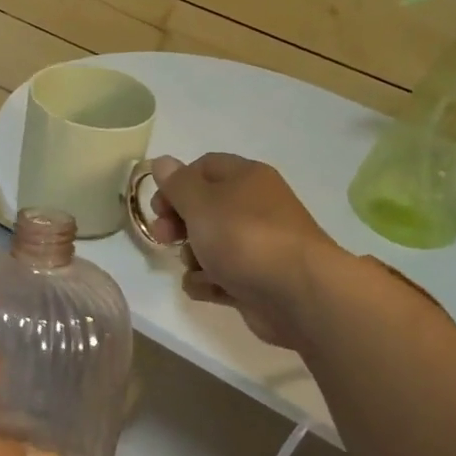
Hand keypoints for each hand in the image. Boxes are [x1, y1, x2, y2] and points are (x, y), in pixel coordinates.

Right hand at [145, 153, 341, 348]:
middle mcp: (253, 207)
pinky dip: (209, 283)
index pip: (204, 168)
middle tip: (163, 238)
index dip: (176, 184)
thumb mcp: (201, 203)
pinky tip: (209, 288)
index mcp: (246, 178)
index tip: (158, 207)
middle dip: (178, 224)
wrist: (297, 294)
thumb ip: (177, 184)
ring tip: (197, 267)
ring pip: (209, 245)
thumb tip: (162, 161)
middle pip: (204, 208)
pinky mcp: (254, 280)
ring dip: (192, 257)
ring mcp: (256, 246)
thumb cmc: (244, 238)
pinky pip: (220, 276)